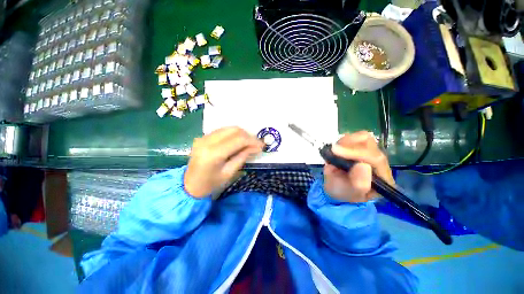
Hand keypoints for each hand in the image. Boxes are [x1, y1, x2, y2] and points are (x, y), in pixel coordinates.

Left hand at [184, 127, 263, 197]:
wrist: (189, 185)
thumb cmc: (210, 184)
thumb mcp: (229, 173)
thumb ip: (243, 157)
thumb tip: (256, 147)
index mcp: (214, 153)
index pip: (238, 139)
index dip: (252, 141)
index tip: (262, 146)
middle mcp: (207, 141)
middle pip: (234, 130)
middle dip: (248, 136)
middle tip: (256, 144)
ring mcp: (204, 137)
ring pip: (229, 128)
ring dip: (241, 134)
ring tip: (248, 143)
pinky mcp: (203, 137)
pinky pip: (222, 131)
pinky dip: (233, 134)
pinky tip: (238, 142)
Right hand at [323, 131, 393, 202]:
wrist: (336, 187)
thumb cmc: (343, 192)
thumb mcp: (349, 193)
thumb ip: (358, 184)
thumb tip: (362, 165)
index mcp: (382, 177)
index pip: (375, 159)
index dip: (356, 153)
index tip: (336, 151)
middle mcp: (379, 162)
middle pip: (370, 144)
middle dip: (349, 145)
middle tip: (333, 151)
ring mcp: (369, 152)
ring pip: (363, 137)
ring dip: (345, 142)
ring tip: (335, 152)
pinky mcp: (360, 146)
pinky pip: (354, 137)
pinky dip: (343, 140)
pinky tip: (337, 150)